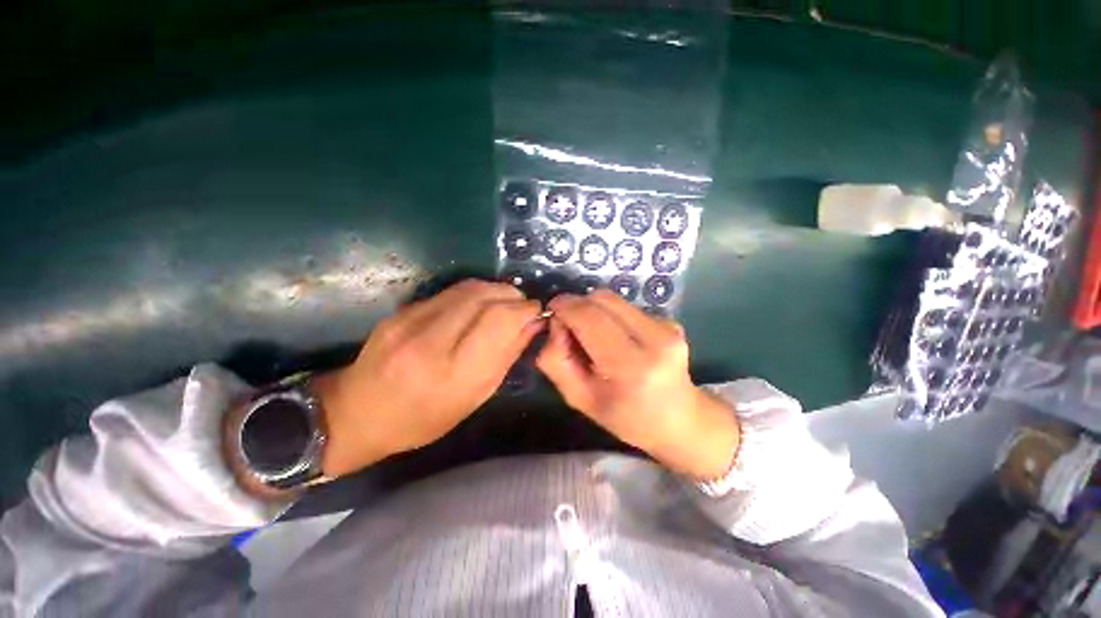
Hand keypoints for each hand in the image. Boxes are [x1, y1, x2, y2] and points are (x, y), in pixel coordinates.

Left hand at [312, 280, 542, 476]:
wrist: (358, 412)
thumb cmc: (423, 418)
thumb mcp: (473, 398)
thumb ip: (506, 356)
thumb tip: (533, 324)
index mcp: (452, 372)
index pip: (499, 320)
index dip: (525, 310)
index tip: (537, 313)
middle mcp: (430, 339)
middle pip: (485, 297)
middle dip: (513, 297)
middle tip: (524, 308)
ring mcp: (411, 319)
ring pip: (469, 287)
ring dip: (497, 291)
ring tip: (506, 304)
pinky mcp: (403, 309)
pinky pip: (452, 291)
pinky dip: (476, 293)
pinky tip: (481, 306)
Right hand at [537, 290, 739, 480]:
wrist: (679, 420)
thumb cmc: (625, 417)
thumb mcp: (579, 399)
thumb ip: (556, 360)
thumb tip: (555, 323)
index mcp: (630, 366)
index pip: (589, 317)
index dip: (564, 307)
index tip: (551, 314)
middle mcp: (654, 338)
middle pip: (602, 299)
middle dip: (577, 305)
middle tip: (568, 326)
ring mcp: (666, 326)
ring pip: (613, 299)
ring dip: (593, 310)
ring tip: (592, 335)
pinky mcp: (670, 321)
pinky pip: (626, 306)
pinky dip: (611, 315)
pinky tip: (616, 338)